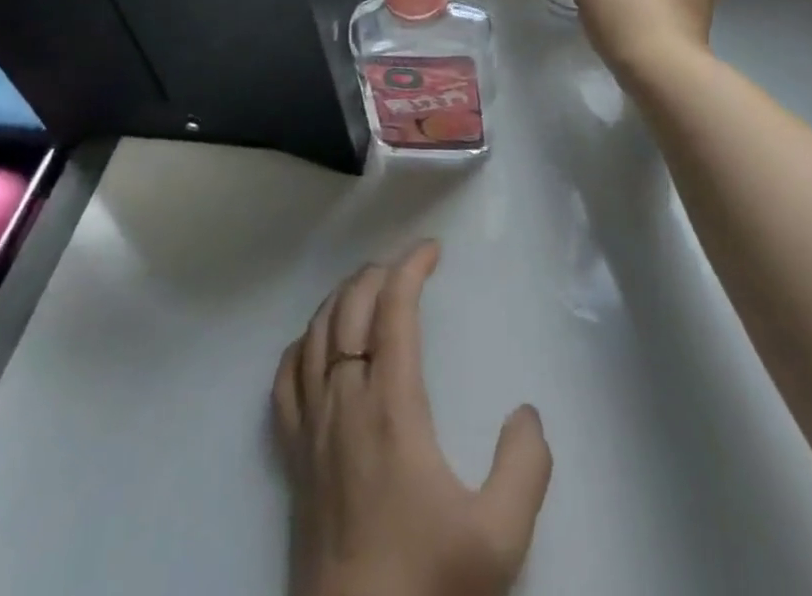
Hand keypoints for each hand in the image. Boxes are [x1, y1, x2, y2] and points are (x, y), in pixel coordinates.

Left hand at [273, 242, 551, 595]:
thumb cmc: (424, 583)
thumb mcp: (498, 538)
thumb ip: (524, 468)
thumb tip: (526, 413)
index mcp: (390, 405)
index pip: (393, 308)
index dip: (411, 267)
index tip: (432, 249)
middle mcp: (343, 400)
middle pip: (350, 307)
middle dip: (378, 273)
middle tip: (406, 266)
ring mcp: (311, 427)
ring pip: (315, 334)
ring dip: (341, 298)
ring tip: (366, 288)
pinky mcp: (292, 457)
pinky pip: (285, 380)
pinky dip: (301, 344)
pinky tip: (313, 345)